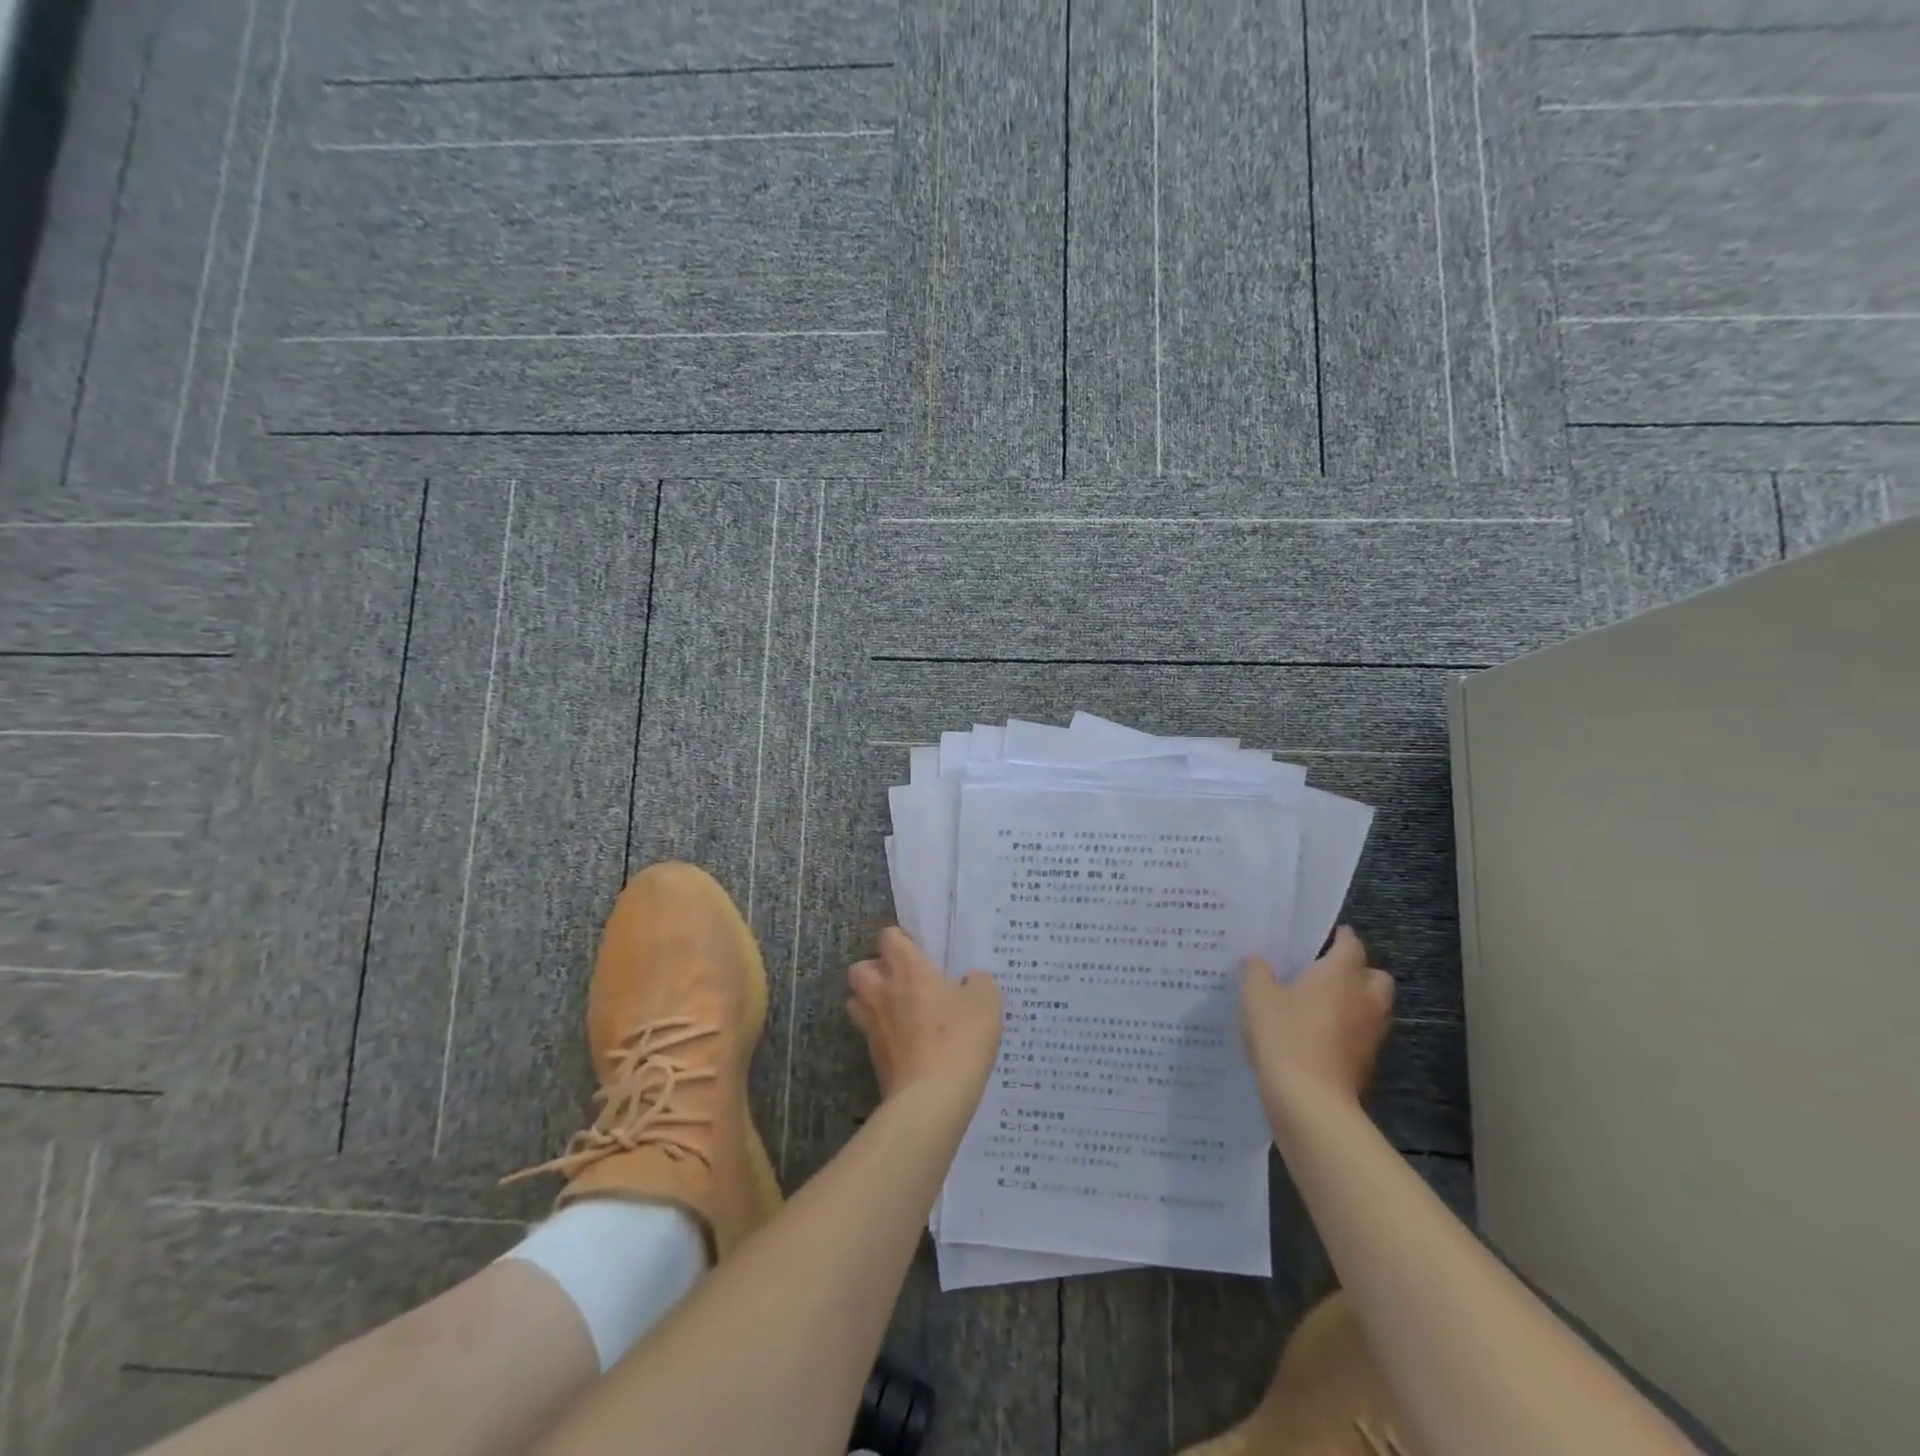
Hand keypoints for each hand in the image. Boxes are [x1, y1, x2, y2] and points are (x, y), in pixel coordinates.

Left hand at [847, 927, 1002, 1105]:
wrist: (932, 1100)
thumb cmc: (960, 1039)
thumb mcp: (986, 1002)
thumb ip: (978, 982)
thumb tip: (970, 981)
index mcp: (908, 970)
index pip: (888, 937)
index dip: (901, 940)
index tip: (920, 951)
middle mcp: (883, 992)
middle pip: (859, 968)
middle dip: (875, 969)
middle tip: (902, 980)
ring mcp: (873, 1027)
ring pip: (856, 1001)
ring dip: (870, 1000)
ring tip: (898, 1010)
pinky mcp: (874, 1058)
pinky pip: (870, 1034)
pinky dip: (882, 1033)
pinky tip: (908, 1042)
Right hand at [1240, 926, 1393, 1113]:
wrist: (1310, 1101)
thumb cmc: (1284, 1035)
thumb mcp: (1256, 996)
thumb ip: (1257, 971)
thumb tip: (1258, 960)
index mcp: (1341, 974)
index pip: (1351, 944)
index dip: (1340, 936)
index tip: (1325, 936)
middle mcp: (1365, 999)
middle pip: (1375, 975)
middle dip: (1358, 971)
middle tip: (1326, 973)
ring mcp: (1370, 1034)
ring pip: (1372, 1008)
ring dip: (1355, 1003)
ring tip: (1321, 1005)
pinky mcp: (1367, 1064)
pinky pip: (1362, 1036)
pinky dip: (1348, 1032)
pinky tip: (1319, 1037)